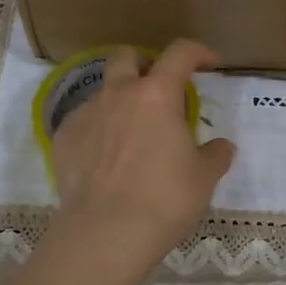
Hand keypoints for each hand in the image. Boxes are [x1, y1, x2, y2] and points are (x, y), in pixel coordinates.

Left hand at [49, 40, 235, 270]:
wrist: (105, 232)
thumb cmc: (164, 199)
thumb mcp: (203, 179)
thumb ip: (215, 155)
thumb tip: (222, 147)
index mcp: (157, 95)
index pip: (180, 53)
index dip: (197, 52)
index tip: (207, 62)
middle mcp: (118, 93)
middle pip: (127, 57)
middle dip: (143, 64)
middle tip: (157, 90)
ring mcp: (86, 113)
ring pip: (102, 91)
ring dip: (119, 101)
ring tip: (130, 134)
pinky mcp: (63, 137)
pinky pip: (83, 121)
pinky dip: (97, 130)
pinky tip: (104, 159)